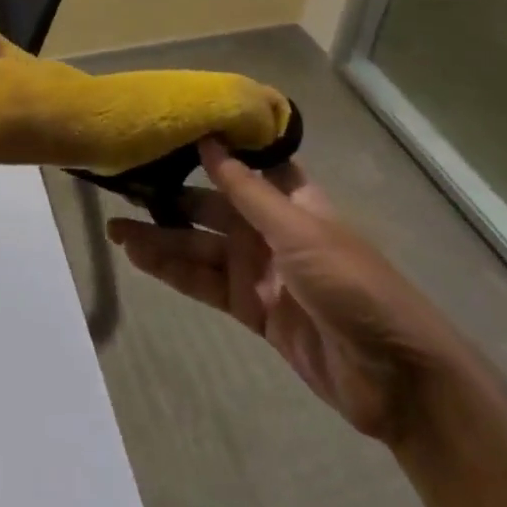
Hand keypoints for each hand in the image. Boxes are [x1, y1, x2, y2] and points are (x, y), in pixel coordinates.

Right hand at [109, 141, 470, 446]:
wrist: (393, 378)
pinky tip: (139, 258)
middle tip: (121, 182)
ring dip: (160, 237)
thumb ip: (246, 189)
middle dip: (168, 194)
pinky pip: (203, 282)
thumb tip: (208, 139)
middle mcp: (266, 226)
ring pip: (198, 245)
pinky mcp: (249, 307)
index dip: (207, 145)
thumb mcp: (297, 230)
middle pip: (209, 204)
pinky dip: (172, 271)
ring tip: (114, 228)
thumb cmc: (350, 284)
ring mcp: (256, 268)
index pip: (242, 161)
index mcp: (287, 197)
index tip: (163, 127)